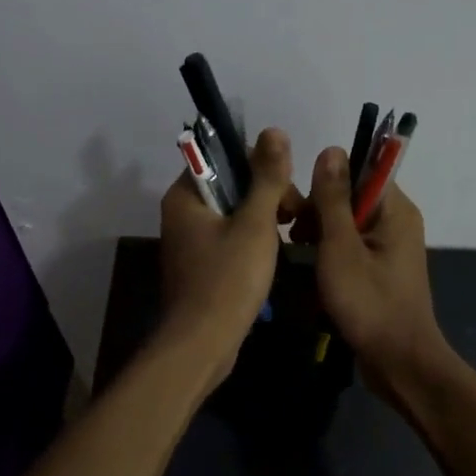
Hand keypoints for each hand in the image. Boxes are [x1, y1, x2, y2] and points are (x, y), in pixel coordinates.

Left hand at [158, 128, 298, 393]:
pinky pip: (230, 238)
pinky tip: (274, 256)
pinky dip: (253, 241)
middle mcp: (182, 214)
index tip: (285, 187)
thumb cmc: (228, 279)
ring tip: (290, 237)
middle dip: (267, 195)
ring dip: (264, 219)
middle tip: (294, 217)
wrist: (203, 345)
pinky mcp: (201, 266)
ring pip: (234, 213)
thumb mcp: (255, 223)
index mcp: (185, 196)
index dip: (258, 165)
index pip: (222, 158)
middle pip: (231, 185)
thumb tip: (274, 131)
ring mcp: (190, 242)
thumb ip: (267, 177)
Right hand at [306, 147, 448, 401]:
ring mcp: (390, 249)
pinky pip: (351, 249)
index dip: (326, 182)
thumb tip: (331, 149)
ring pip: (347, 225)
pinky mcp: (381, 272)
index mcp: (395, 210)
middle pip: (352, 198)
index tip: (298, 204)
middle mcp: (397, 223)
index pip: (360, 172)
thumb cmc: (369, 303)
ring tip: (297, 254)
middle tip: (293, 235)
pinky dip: (330, 256)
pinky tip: (310, 273)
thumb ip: (333, 199)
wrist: (399, 363)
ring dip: (320, 236)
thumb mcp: (341, 247)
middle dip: (318, 212)